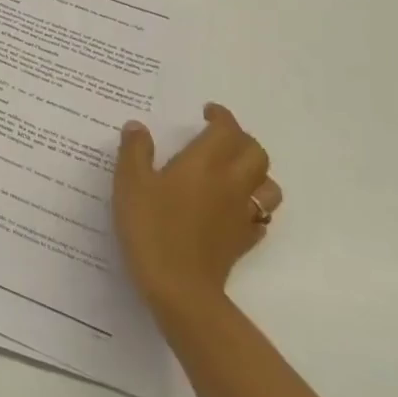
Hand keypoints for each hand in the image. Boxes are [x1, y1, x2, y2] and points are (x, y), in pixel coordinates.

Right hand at [113, 102, 281, 316]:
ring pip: (267, 184)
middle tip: (220, 137)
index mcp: (204, 163)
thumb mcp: (130, 183)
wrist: (179, 285)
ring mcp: (242, 214)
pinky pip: (260, 215)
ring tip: (234, 171)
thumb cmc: (151, 227)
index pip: (226, 130)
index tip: (208, 112)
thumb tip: (137, 127)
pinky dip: (252, 205)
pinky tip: (233, 209)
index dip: (221, 117)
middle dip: (241, 139)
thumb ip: (135, 151)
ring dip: (255, 172)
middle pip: (255, 153)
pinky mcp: (244, 240)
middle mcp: (231, 183)